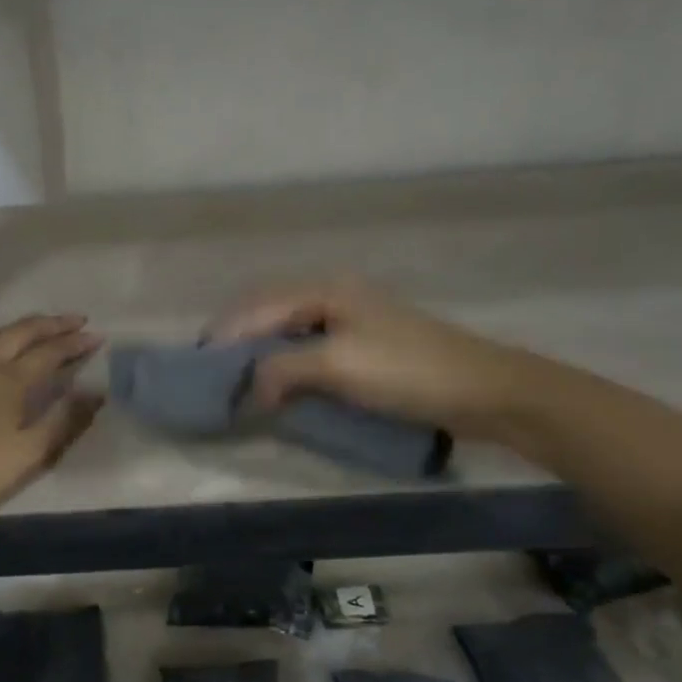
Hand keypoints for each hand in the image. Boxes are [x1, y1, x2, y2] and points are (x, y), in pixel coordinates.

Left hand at [0, 314, 104, 526]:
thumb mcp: (26, 455)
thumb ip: (62, 422)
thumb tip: (95, 391)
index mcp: (10, 384)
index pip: (50, 354)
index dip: (75, 344)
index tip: (97, 336)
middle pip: (20, 335)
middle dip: (50, 325)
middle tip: (74, 320)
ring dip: (15, 327)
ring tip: (33, 327)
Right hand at [207, 278, 522, 435]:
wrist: (484, 391)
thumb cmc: (406, 370)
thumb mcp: (336, 365)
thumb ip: (283, 368)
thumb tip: (252, 389)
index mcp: (327, 291)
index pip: (259, 307)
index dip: (226, 333)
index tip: (197, 360)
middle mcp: (336, 297)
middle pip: (272, 313)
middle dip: (239, 340)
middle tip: (212, 370)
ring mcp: (353, 322)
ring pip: (291, 332)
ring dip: (263, 355)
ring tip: (239, 380)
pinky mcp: (366, 349)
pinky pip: (311, 351)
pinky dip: (288, 366)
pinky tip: (280, 386)